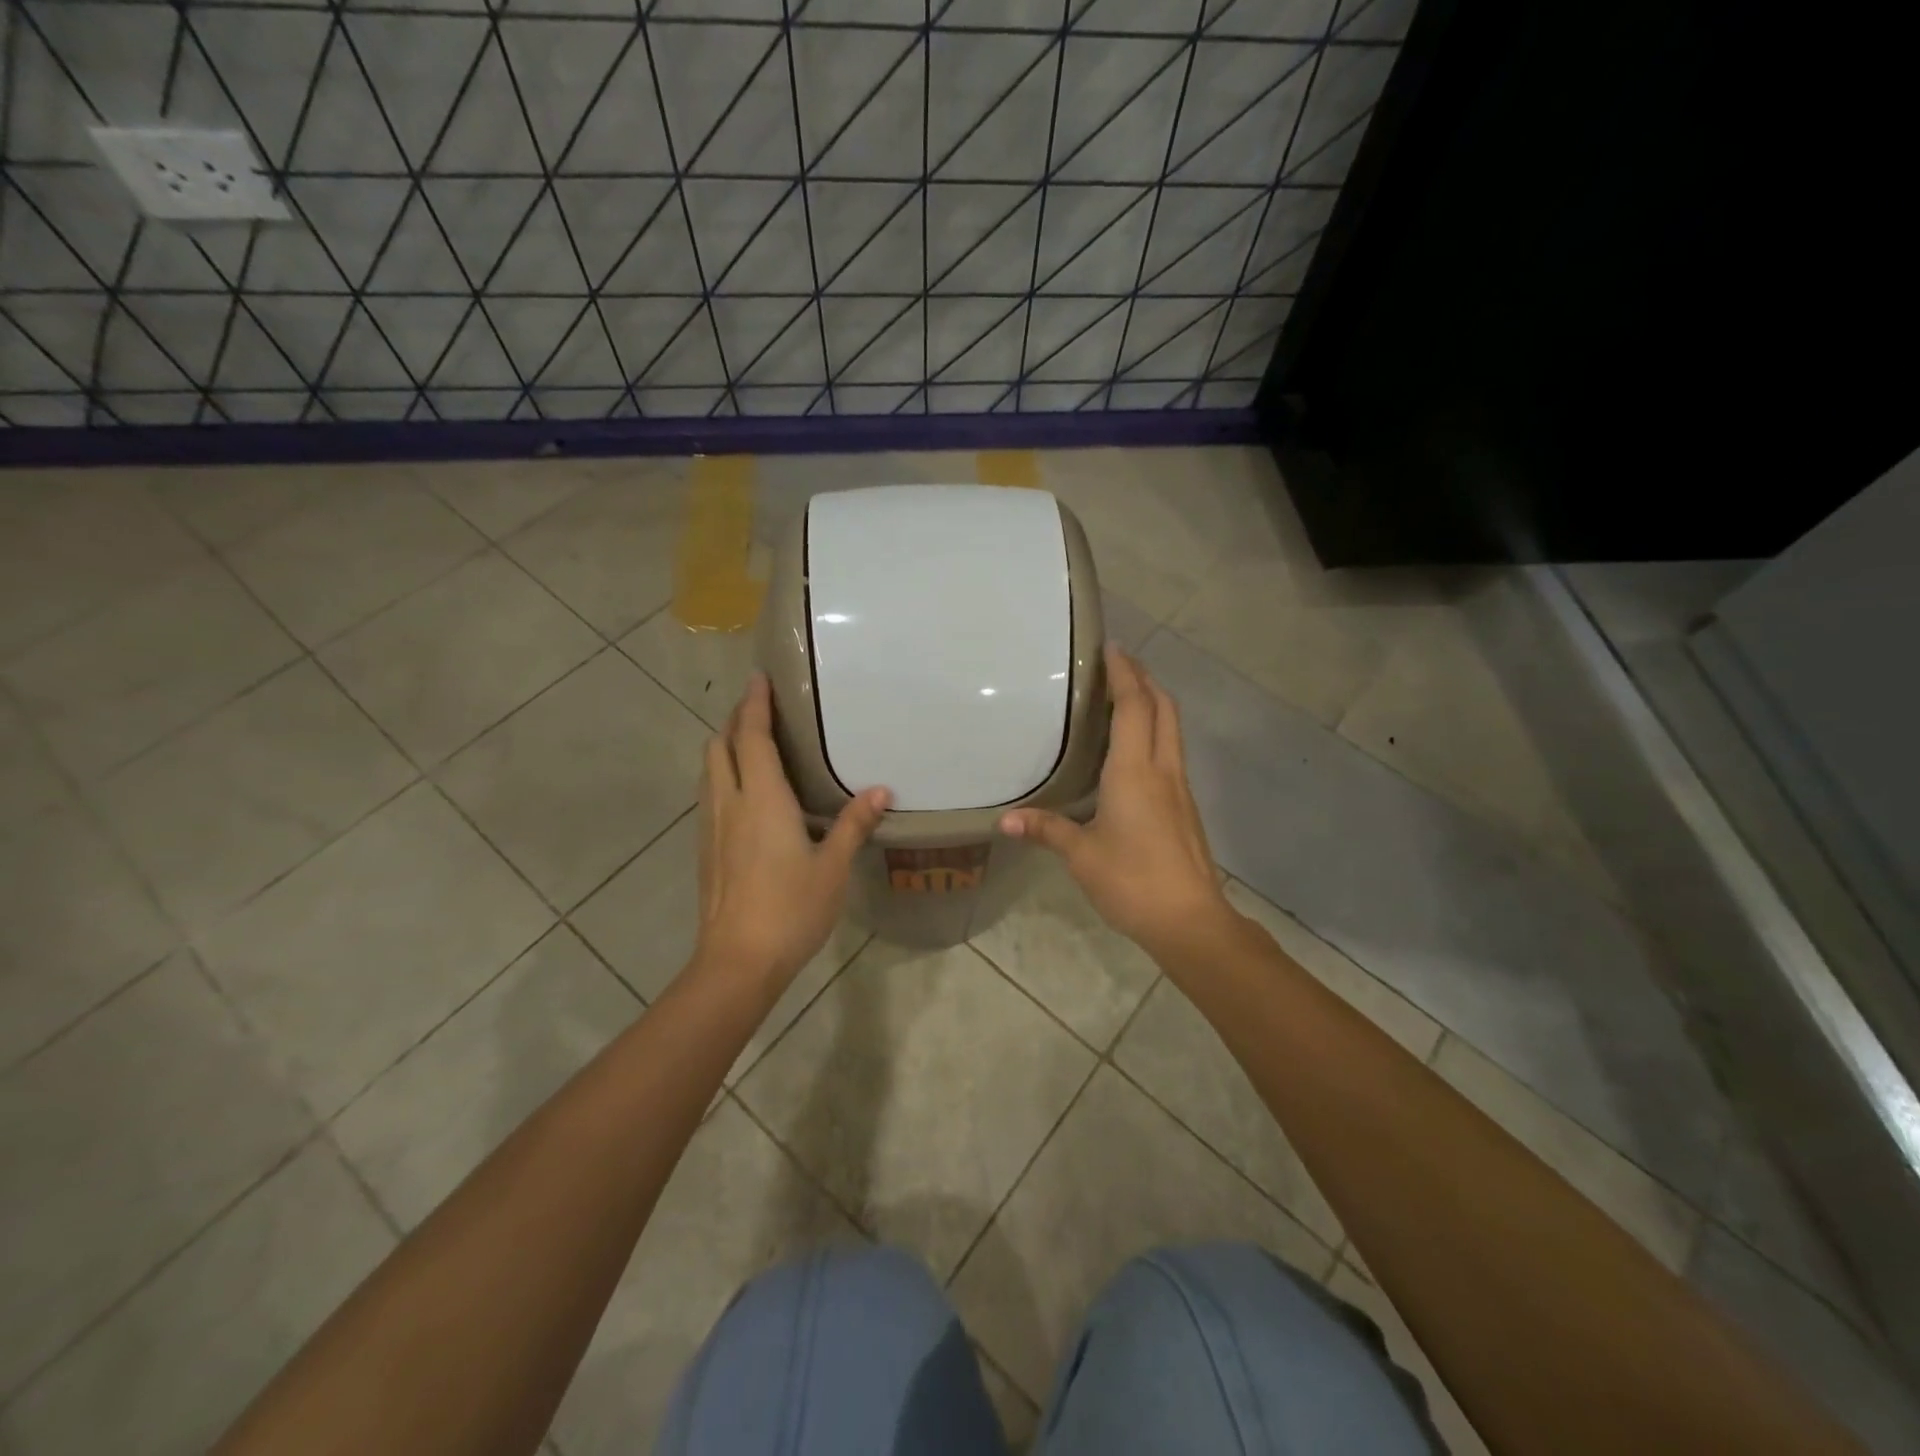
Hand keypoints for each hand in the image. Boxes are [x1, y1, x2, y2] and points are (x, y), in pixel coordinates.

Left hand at [693, 674, 890, 993]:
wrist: (737, 962)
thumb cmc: (791, 909)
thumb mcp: (833, 867)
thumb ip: (854, 824)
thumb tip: (881, 790)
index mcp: (762, 799)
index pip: (752, 736)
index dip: (754, 704)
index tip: (760, 678)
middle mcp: (729, 803)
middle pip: (719, 745)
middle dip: (736, 720)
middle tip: (761, 710)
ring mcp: (712, 828)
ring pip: (709, 771)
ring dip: (726, 748)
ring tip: (753, 745)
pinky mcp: (705, 850)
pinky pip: (710, 796)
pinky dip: (724, 777)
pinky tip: (747, 796)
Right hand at [999, 645, 1231, 958]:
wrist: (1190, 920)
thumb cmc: (1132, 880)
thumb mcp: (1081, 855)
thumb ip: (1046, 830)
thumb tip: (1005, 821)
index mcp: (1135, 771)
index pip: (1134, 706)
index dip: (1125, 673)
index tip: (1111, 648)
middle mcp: (1163, 769)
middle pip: (1163, 707)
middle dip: (1144, 678)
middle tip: (1118, 664)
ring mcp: (1179, 787)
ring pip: (1172, 729)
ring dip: (1153, 704)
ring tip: (1125, 697)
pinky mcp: (1184, 806)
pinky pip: (1171, 752)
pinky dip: (1155, 732)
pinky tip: (1134, 750)